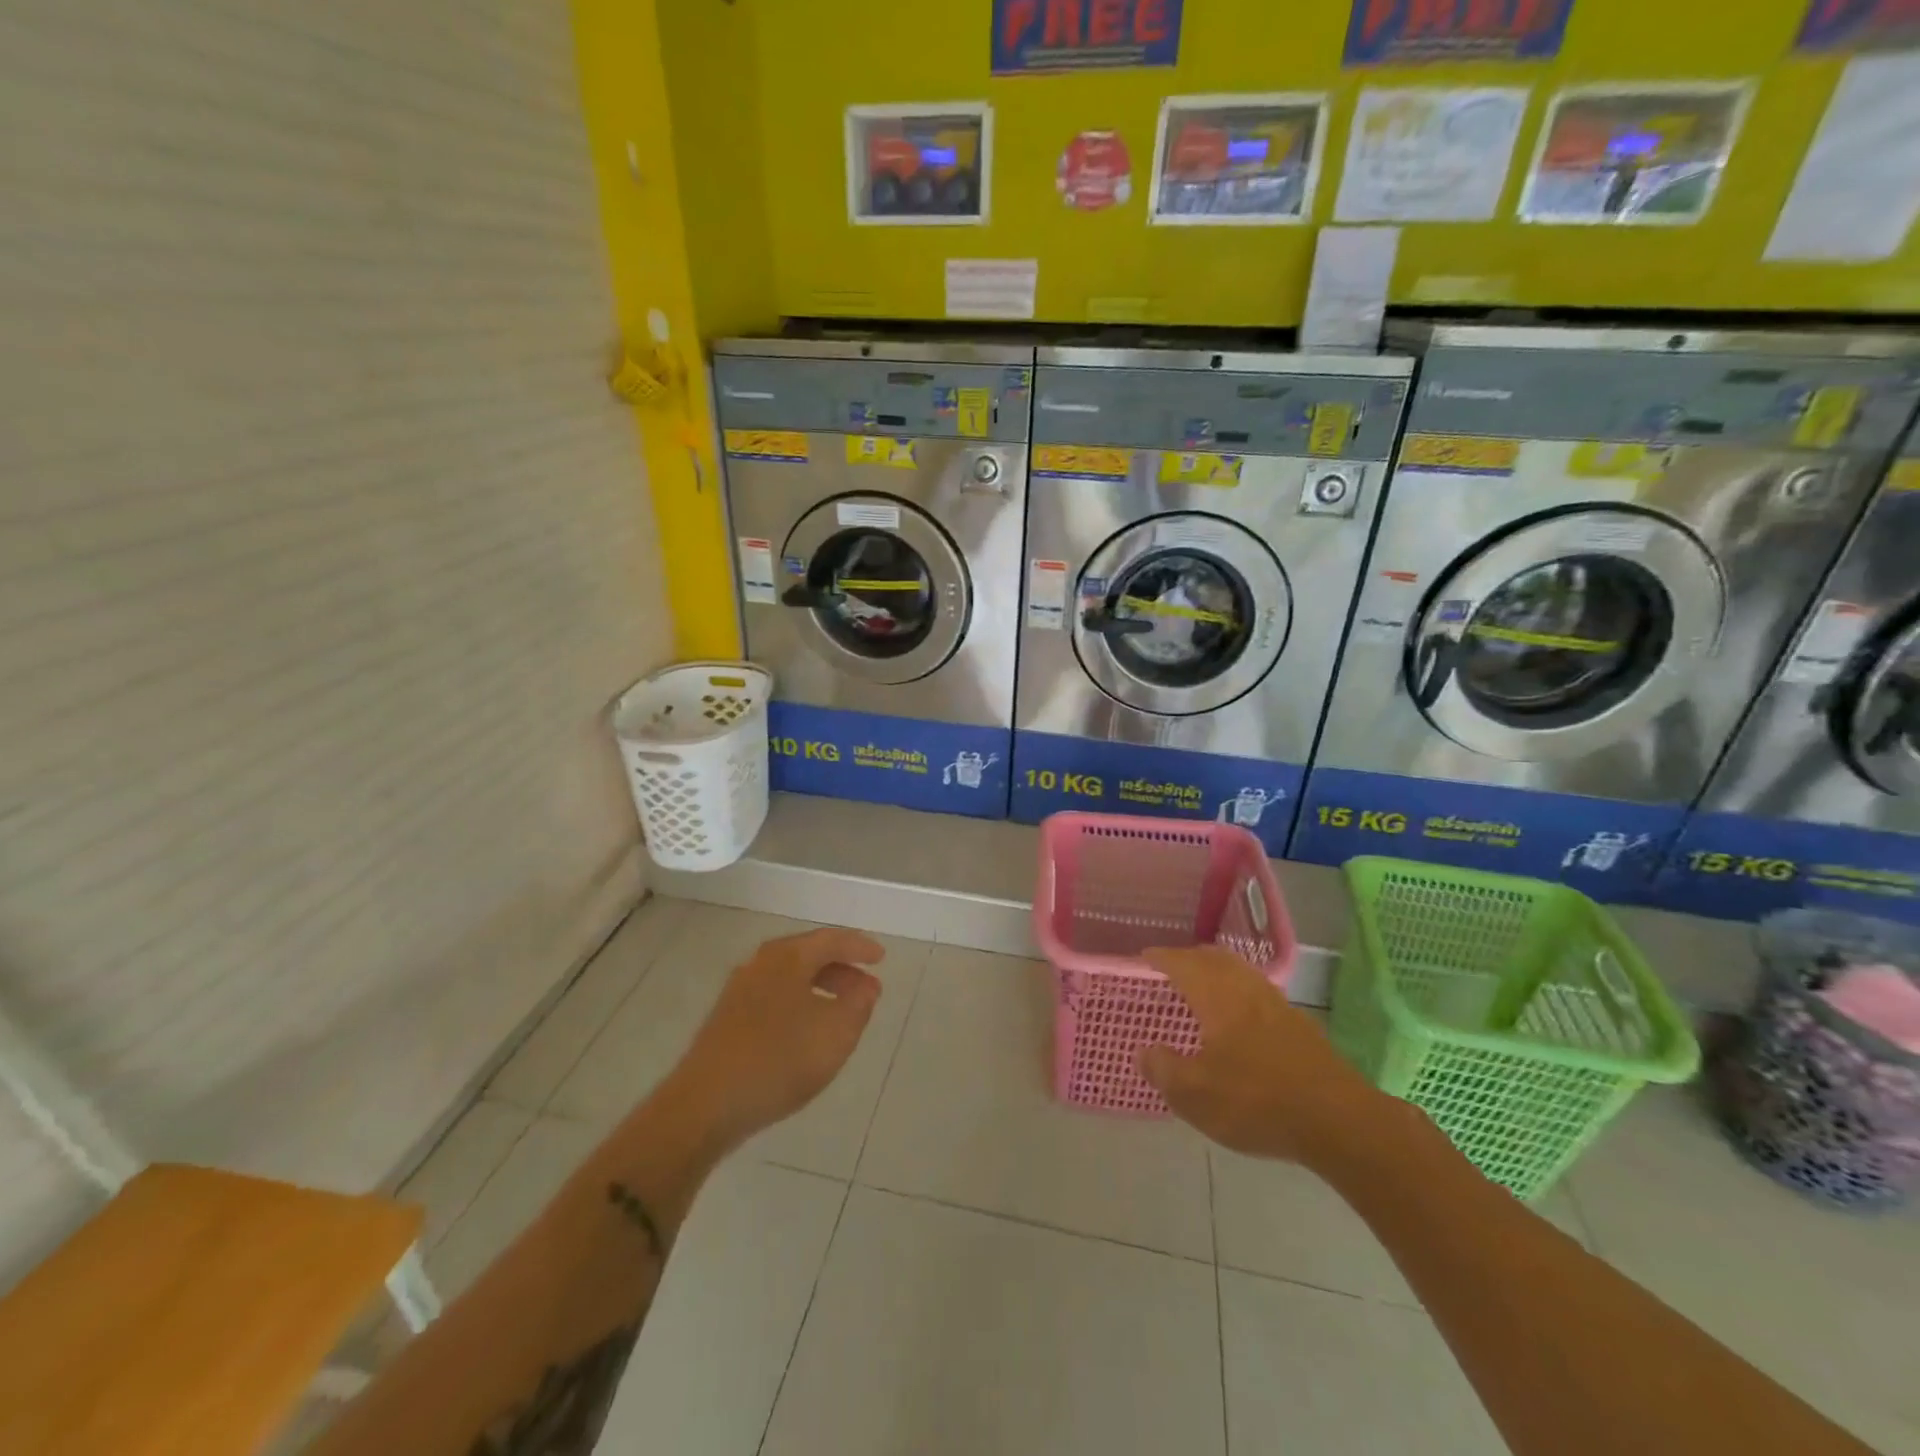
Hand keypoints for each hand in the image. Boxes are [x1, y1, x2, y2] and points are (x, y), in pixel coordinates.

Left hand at [669, 928, 885, 1151]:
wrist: (705, 1105)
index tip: (881, 959)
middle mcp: (760, 964)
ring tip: (842, 1014)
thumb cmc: (779, 1060)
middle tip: (866, 990)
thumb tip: (865, 987)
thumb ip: (859, 1005)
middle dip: (842, 969)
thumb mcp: (836, 1033)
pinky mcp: (727, 1019)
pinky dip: (799, 1003)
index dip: (859, 947)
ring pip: (790, 977)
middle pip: (808, 955)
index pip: (831, 939)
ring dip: (821, 988)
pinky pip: (774, 997)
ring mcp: (739, 991)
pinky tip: (807, 1032)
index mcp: (787, 957)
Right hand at [1136, 945, 1390, 1166]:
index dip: (1160, 957)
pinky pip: (1258, 991)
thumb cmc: (1257, 1101)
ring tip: (1202, 988)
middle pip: (1214, 958)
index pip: (1182, 963)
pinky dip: (1239, 991)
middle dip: (1189, 958)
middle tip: (1170, 968)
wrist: (1339, 1121)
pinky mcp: (1299, 1025)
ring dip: (1217, 971)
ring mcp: (1277, 1004)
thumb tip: (1145, 1052)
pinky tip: (1238, 1018)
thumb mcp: (1195, 1094)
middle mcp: (1246, 988)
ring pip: (1240, 972)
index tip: (1143, 958)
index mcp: (1216, 995)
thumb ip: (1163, 1069)